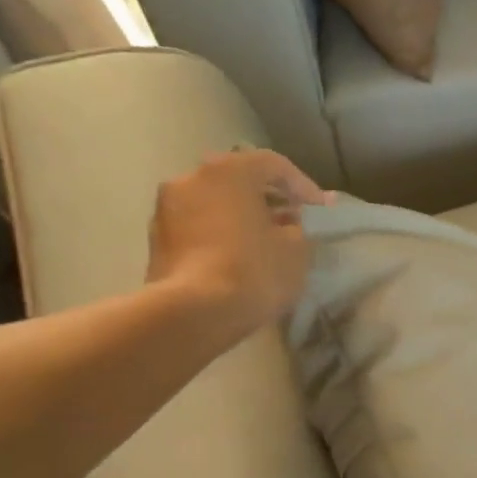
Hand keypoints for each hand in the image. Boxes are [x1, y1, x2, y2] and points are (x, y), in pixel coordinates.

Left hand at [146, 150, 329, 337]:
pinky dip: (219, 235)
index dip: (303, 186)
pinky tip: (236, 259)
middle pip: (239, 180)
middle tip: (291, 223)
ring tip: (263, 244)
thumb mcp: (296, 249)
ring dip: (240, 217)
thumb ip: (299, 226)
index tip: (320, 210)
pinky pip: (198, 227)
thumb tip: (290, 222)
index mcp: (229, 170)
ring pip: (215, 204)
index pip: (274, 165)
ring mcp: (166, 207)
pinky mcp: (156, 239)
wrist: (193, 313)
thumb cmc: (253, 271)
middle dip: (268, 200)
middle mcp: (191, 177)